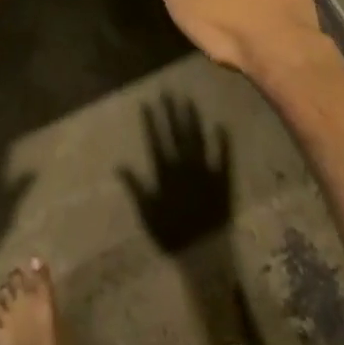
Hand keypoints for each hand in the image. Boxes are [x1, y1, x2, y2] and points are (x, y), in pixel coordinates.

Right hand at [118, 95, 233, 254]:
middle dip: (172, 112)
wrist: (204, 252)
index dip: (152, 121)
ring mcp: (205, 171)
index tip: (148, 102)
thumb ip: (135, 187)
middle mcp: (185, 166)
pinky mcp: (223, 180)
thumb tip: (119, 165)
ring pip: (198, 139)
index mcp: (166, 173)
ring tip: (189, 101)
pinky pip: (224, 157)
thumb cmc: (172, 234)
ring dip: (193, 120)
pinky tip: (221, 125)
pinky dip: (222, 141)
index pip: (157, 140)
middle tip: (169, 92)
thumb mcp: (147, 212)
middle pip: (177, 134)